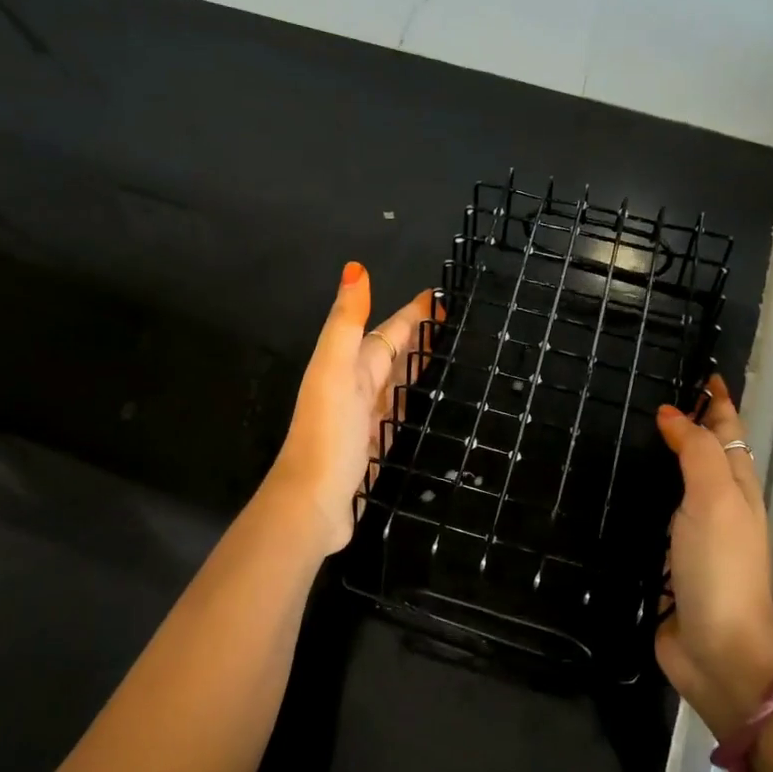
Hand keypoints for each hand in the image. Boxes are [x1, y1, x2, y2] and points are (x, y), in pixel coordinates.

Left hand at [267, 262, 435, 555]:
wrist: (313, 503)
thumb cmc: (327, 434)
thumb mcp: (333, 370)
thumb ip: (345, 323)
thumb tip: (355, 268)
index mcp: (349, 367)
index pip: (387, 332)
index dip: (412, 315)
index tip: (443, 297)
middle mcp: (357, 389)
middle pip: (393, 355)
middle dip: (419, 337)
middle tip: (458, 323)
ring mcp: (367, 420)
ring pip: (398, 383)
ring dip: (420, 367)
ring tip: (453, 356)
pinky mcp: (378, 449)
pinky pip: (402, 415)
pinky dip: (416, 403)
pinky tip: (433, 405)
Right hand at [654, 374, 772, 738]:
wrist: (716, 651)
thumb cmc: (721, 568)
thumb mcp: (715, 500)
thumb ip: (697, 452)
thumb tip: (671, 413)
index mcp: (736, 487)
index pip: (728, 430)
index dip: (717, 401)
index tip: (698, 369)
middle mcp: (715, 505)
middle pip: (703, 453)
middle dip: (685, 423)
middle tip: (644, 394)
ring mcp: (688, 535)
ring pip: (674, 483)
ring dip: (658, 458)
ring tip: (621, 432)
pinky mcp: (662, 560)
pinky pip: (649, 516)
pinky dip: (636, 496)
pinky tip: (609, 489)